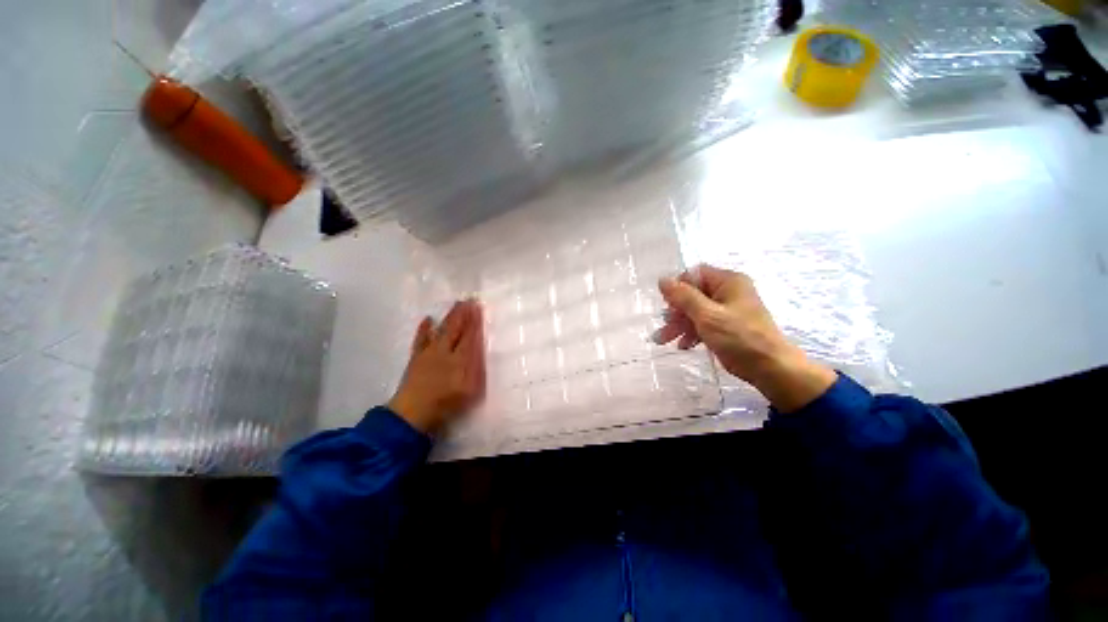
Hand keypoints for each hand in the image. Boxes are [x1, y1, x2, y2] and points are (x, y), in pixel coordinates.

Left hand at [388, 299, 486, 433]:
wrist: (413, 413)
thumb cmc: (446, 402)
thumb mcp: (470, 388)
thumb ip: (476, 366)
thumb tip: (479, 346)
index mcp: (460, 358)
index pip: (470, 335)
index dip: (474, 321)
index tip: (478, 306)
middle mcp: (445, 351)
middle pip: (455, 328)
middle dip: (463, 314)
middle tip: (468, 299)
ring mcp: (429, 353)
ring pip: (441, 330)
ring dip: (448, 317)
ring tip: (455, 305)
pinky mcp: (417, 358)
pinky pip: (421, 339)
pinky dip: (424, 329)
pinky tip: (427, 319)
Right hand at [653, 265, 835, 412]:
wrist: (770, 369)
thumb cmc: (739, 337)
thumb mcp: (707, 315)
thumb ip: (683, 297)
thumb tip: (662, 279)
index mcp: (728, 282)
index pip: (695, 275)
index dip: (678, 287)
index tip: (667, 305)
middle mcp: (728, 292)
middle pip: (692, 295)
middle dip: (675, 312)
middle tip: (664, 327)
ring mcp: (727, 310)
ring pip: (695, 312)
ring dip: (679, 325)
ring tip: (663, 340)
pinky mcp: (726, 327)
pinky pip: (703, 324)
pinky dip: (691, 333)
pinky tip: (683, 345)